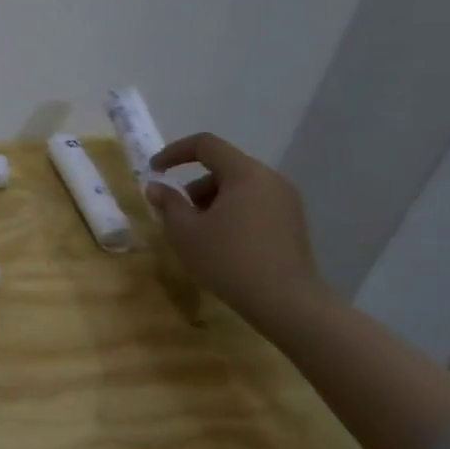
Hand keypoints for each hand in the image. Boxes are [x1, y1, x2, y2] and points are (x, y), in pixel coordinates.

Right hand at [145, 133, 325, 317]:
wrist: (287, 304)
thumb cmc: (229, 261)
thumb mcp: (185, 232)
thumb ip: (168, 203)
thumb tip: (156, 186)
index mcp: (245, 174)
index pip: (205, 145)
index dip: (174, 152)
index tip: (155, 171)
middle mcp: (270, 179)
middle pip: (223, 166)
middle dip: (194, 184)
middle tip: (179, 212)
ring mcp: (287, 201)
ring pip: (239, 186)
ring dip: (212, 200)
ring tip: (200, 232)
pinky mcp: (293, 223)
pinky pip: (255, 203)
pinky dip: (233, 212)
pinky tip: (224, 242)